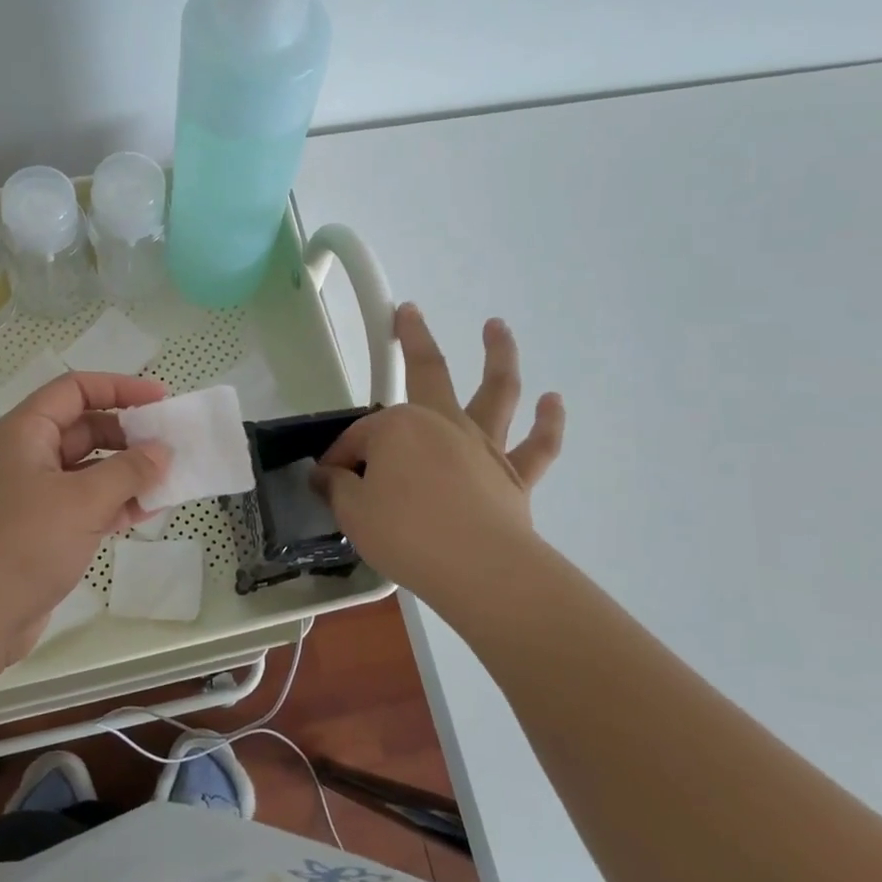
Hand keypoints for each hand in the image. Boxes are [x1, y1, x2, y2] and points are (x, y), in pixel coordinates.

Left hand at [0, 372, 169, 668]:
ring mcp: (31, 495)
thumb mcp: (83, 501)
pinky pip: (83, 504)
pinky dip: (113, 504)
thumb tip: (162, 451)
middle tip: (170, 449)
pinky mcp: (39, 530)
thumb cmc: (22, 545)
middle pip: (84, 428)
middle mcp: (26, 456)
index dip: (120, 388)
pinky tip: (144, 515)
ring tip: (167, 485)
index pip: (76, 389)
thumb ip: (129, 471)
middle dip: (128, 436)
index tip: (161, 400)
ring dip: (126, 474)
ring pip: (87, 470)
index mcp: (25, 432)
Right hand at [315, 304, 564, 602]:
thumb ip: (338, 488)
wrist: (479, 569)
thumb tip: (327, 476)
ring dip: (499, 354)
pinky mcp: (517, 476)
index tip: (329, 482)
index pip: (360, 438)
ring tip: (498, 327)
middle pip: (428, 370)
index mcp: (398, 428)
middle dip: (414, 338)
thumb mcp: (353, 514)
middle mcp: (443, 423)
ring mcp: (485, 446)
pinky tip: (553, 400)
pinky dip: (549, 422)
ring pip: (497, 390)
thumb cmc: (407, 534)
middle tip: (408, 312)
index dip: (341, 460)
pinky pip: (539, 445)